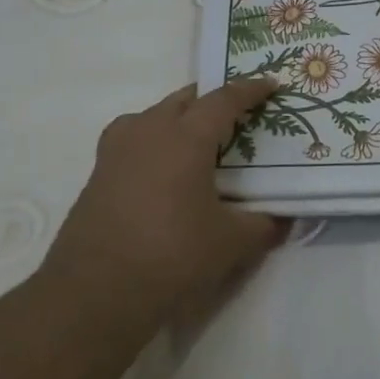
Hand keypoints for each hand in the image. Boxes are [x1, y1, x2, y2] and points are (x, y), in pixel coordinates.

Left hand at [45, 80, 286, 326]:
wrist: (95, 294)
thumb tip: (284, 219)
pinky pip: (132, 140)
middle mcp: (148, 132)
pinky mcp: (97, 175)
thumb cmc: (172, 256)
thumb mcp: (232, 243)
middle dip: (211, 100)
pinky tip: (162, 169)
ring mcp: (116, 152)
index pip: (224, 100)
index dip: (250, 90)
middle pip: (184, 99)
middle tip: (236, 115)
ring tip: (196, 138)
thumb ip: (264, 224)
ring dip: (177, 117)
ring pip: (152, 116)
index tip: (271, 84)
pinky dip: (153, 141)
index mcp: (185, 137)